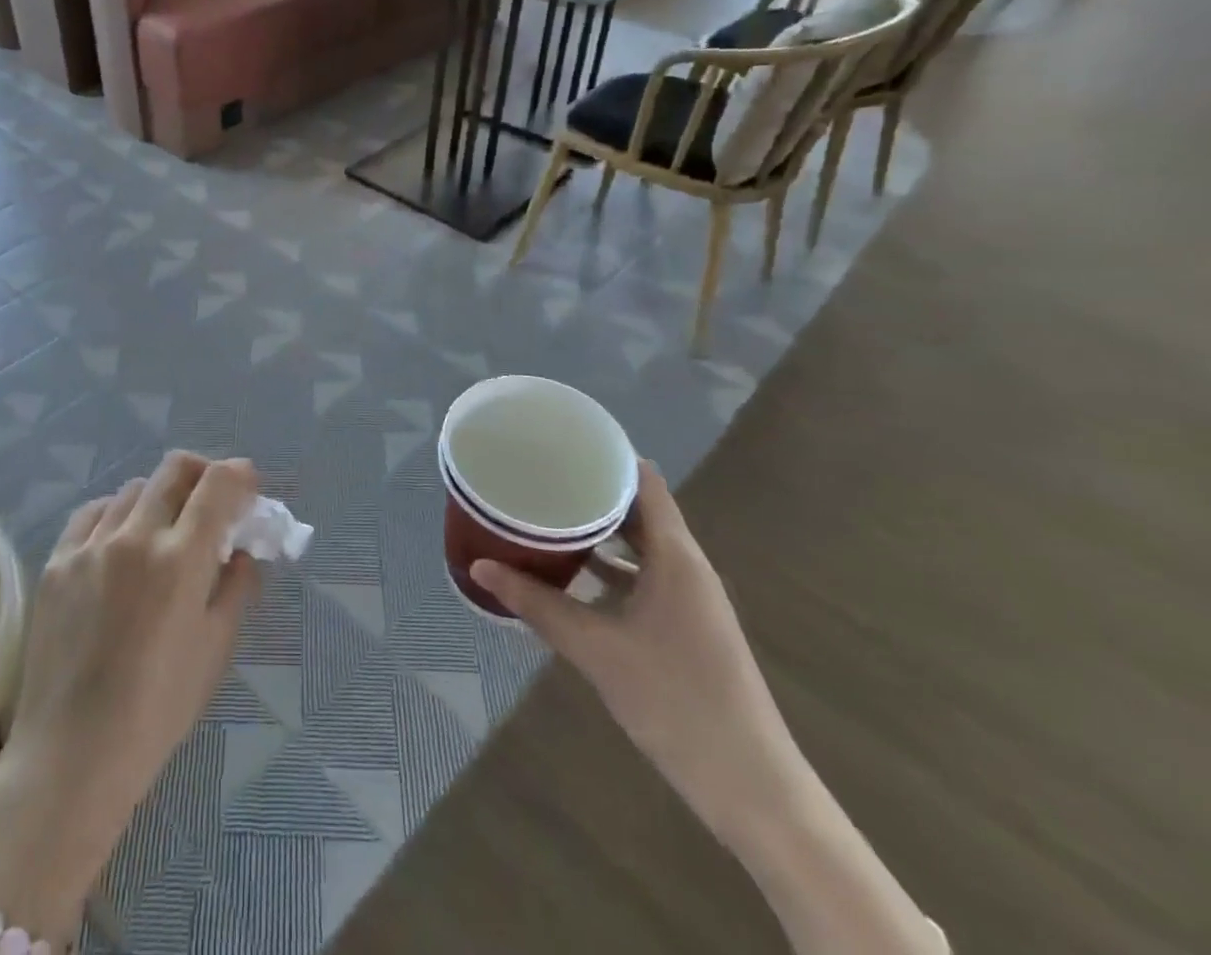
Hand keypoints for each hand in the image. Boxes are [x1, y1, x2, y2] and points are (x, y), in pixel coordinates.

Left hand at [13, 452, 259, 836]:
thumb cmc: (158, 709)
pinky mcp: (57, 561)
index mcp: (181, 559)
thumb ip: (236, 588)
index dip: (239, 474)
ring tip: (163, 529)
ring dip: (159, 497)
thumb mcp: (215, 649)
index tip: (247, 486)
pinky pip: (92, 513)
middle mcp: (135, 537)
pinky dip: (116, 513)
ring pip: (133, 488)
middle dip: (202, 473)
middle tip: (211, 499)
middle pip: (174, 469)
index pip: (216, 485)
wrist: (73, 754)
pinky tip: (119, 540)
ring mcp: (90, 545)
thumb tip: (241, 552)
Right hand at [470, 461, 801, 847]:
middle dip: (590, 491)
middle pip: (638, 509)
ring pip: (639, 546)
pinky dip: (609, 568)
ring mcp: (690, 598)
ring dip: (598, 531)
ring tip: (545, 517)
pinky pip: (643, 576)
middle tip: (539, 477)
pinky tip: (570, 576)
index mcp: (676, 556)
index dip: (605, 456)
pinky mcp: (685, 626)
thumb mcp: (595, 648)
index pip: (643, 481)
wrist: (751, 788)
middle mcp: (687, 567)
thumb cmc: (675, 701)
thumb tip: (479, 567)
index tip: (559, 443)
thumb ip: (536, 604)